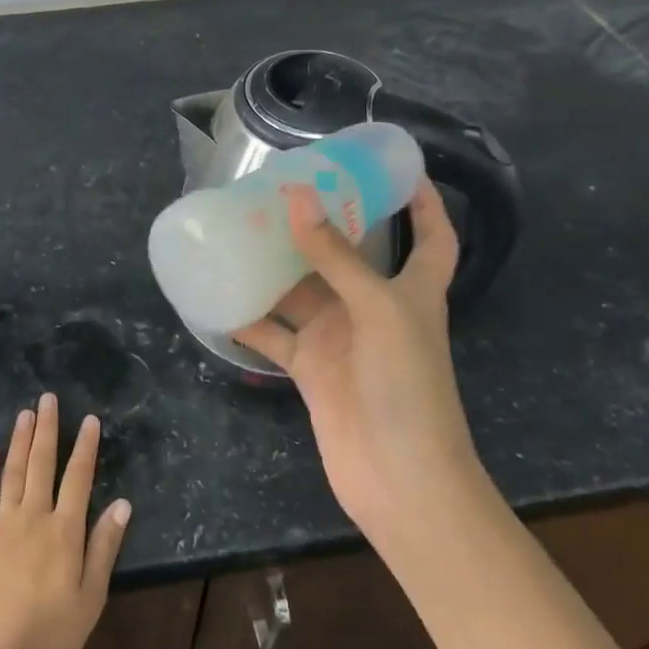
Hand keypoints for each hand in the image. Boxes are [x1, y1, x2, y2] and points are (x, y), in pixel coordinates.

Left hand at [0, 394, 132, 648]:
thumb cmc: (53, 635)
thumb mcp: (91, 596)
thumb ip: (104, 546)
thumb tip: (122, 503)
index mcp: (65, 531)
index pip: (78, 477)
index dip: (85, 446)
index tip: (89, 419)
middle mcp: (34, 517)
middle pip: (42, 463)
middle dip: (47, 428)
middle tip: (48, 398)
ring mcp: (2, 525)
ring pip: (13, 471)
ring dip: (20, 440)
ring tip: (25, 413)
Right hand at [233, 182, 477, 550]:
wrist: (399, 480)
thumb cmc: (407, 385)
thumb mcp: (378, 309)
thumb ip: (335, 255)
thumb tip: (296, 196)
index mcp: (412, 290)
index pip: (432, 236)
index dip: (425, 202)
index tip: (400, 167)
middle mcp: (374, 308)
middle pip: (349, 255)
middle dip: (322, 223)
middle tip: (282, 187)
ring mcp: (340, 339)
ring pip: (302, 290)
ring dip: (274, 266)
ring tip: (237, 229)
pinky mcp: (311, 368)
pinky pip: (273, 334)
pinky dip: (248, 317)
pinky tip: (216, 296)